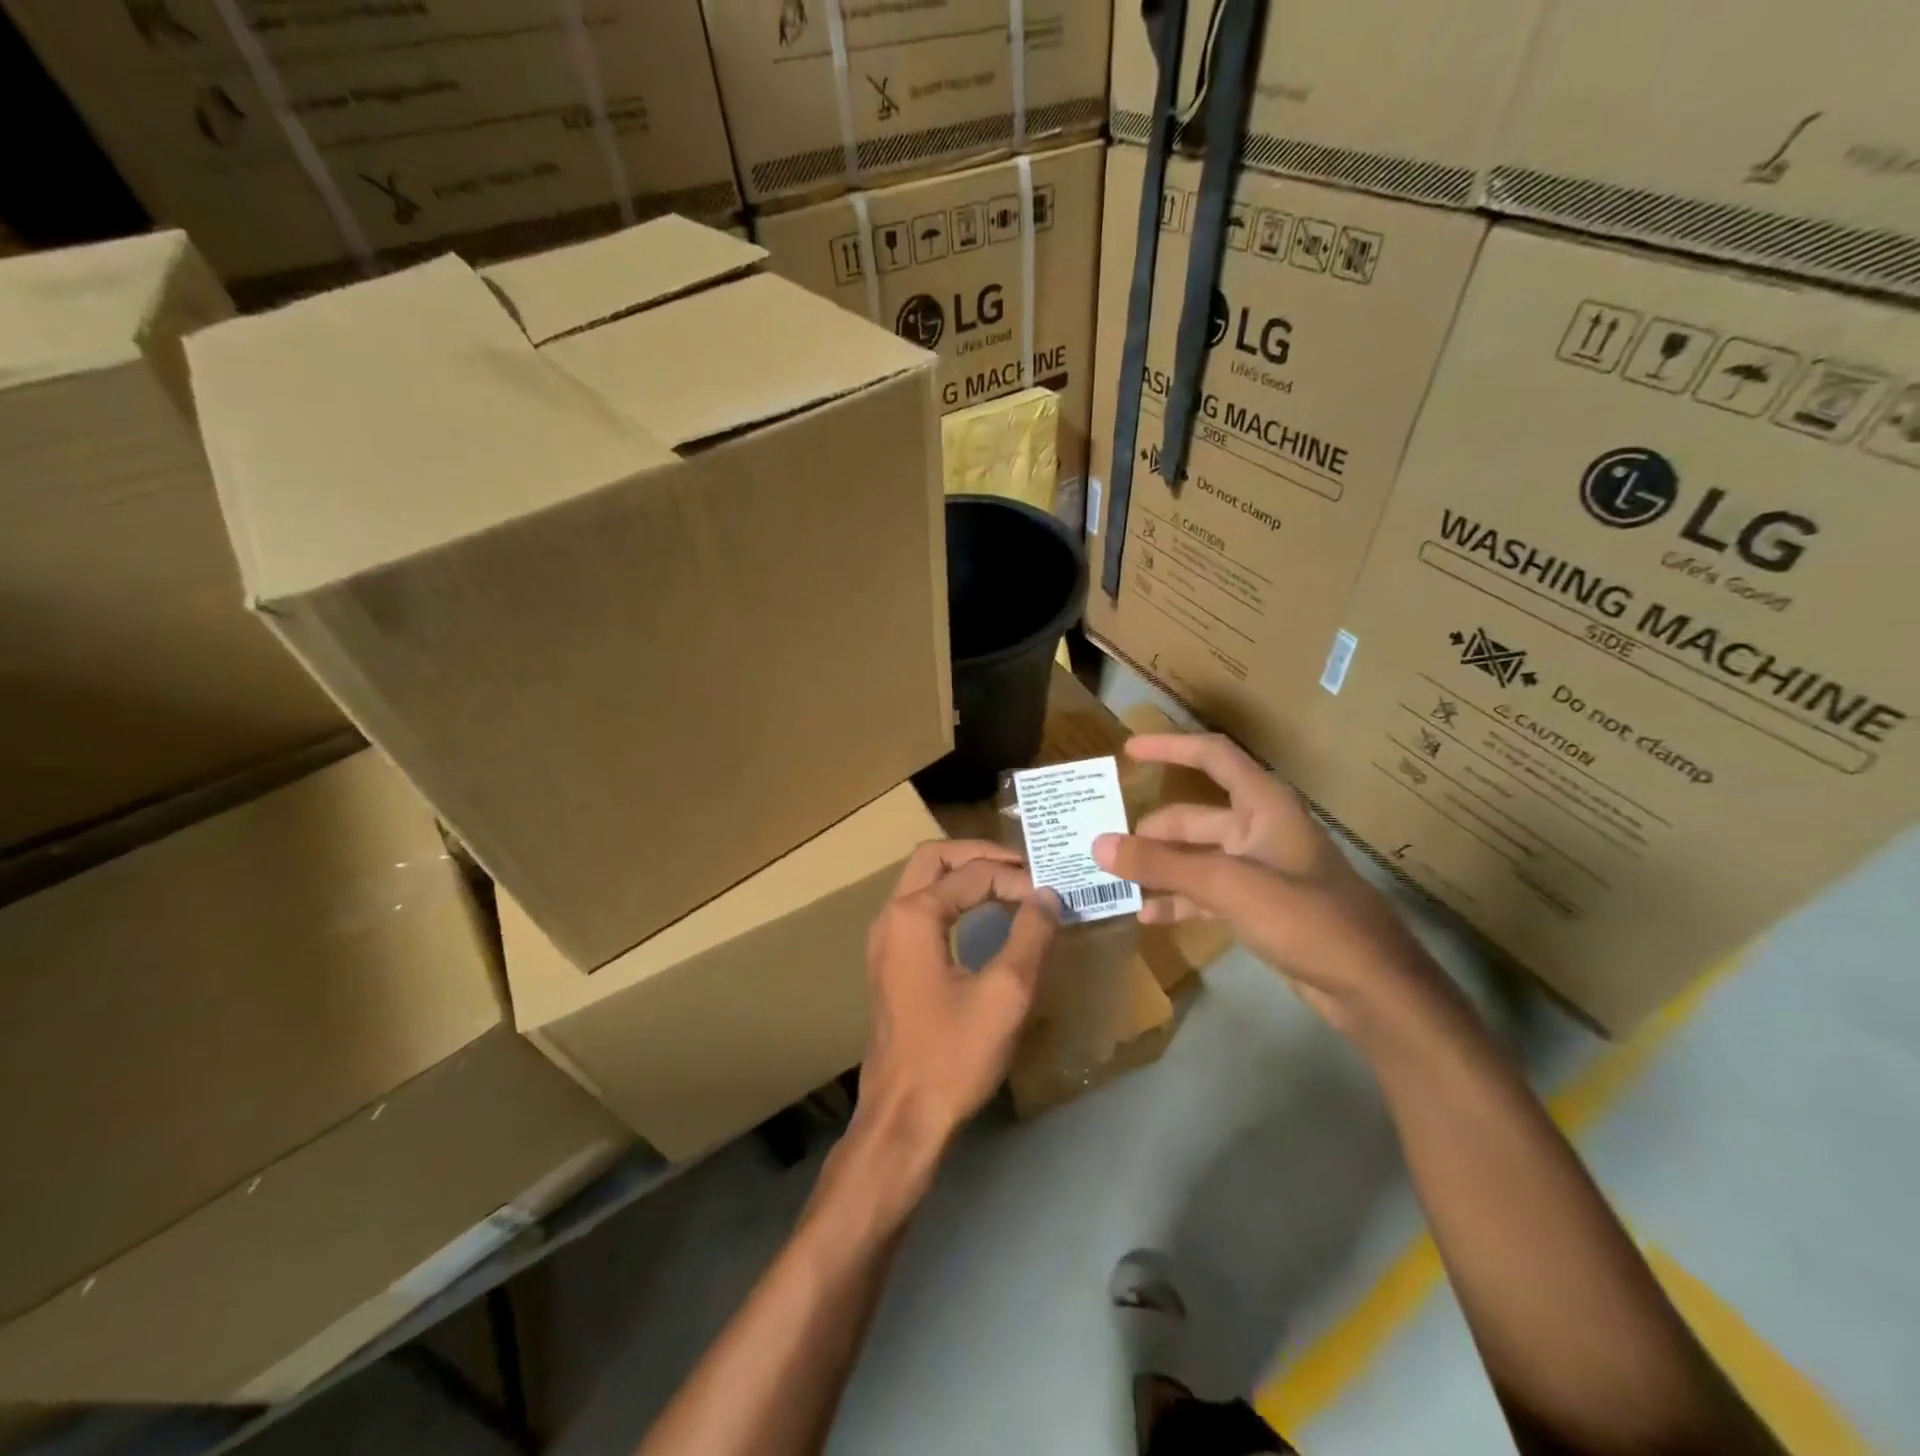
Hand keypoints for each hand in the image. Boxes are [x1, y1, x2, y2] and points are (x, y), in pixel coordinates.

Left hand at [856, 840, 1060, 1157]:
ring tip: (1010, 883)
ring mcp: (885, 939)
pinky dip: (953, 898)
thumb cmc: (954, 1055)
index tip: (1054, 897)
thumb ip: (1031, 935)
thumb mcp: (1006, 993)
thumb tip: (1048, 895)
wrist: (903, 1117)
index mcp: (913, 915)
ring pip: (924, 880)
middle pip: (935, 858)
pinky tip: (982, 915)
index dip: (1017, 879)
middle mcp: (891, 916)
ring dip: (965, 874)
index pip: (973, 873)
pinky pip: (920, 908)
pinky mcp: (889, 962)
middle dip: (981, 855)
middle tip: (1024, 867)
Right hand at [1093, 734, 1430, 1029]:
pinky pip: (1207, 893)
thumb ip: (1162, 865)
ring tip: (1115, 879)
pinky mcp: (1259, 907)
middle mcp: (1260, 830)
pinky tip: (1147, 916)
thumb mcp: (1229, 885)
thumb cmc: (1307, 918)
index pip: (1213, 757)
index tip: (1128, 750)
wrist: (1372, 988)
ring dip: (1159, 868)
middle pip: (1194, 817)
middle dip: (1151, 830)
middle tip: (1104, 844)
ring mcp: (1259, 871)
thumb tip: (1099, 845)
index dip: (1171, 747)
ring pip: (1196, 857)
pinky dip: (1178, 900)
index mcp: (1264, 806)